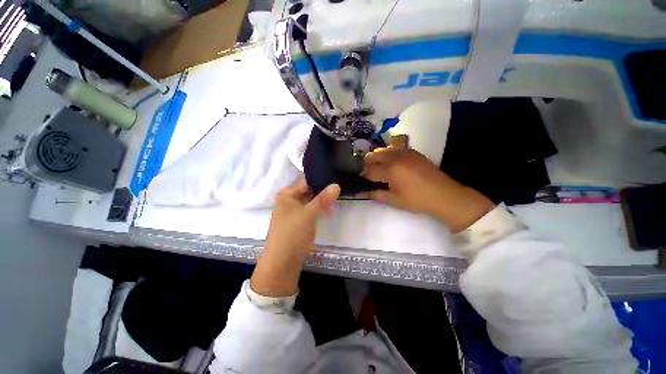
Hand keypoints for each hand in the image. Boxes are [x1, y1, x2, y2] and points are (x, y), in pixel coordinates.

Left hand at [251, 179, 339, 296]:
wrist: (283, 263)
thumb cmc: (292, 234)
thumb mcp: (308, 214)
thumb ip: (323, 199)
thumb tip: (336, 185)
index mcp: (288, 194)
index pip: (307, 180)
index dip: (321, 178)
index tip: (337, 176)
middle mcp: (290, 200)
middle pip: (310, 190)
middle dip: (324, 189)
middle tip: (341, 185)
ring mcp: (295, 211)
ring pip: (312, 201)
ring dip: (324, 200)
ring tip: (340, 195)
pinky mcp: (300, 221)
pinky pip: (312, 210)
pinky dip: (321, 209)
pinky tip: (332, 208)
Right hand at [363, 142, 493, 232]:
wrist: (444, 195)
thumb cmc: (418, 200)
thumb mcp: (395, 200)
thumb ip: (376, 194)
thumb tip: (361, 193)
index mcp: (391, 170)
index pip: (369, 171)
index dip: (363, 176)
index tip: (362, 181)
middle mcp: (396, 157)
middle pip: (374, 155)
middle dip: (367, 164)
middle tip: (368, 174)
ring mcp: (405, 152)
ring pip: (383, 149)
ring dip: (377, 158)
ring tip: (379, 168)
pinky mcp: (413, 152)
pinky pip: (395, 148)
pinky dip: (388, 154)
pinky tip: (392, 164)